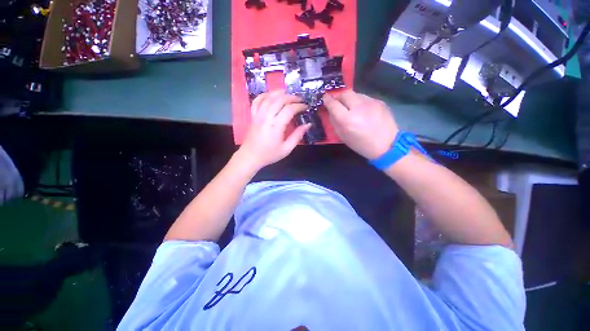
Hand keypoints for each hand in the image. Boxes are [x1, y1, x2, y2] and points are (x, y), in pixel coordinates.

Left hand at [237, 91, 310, 170]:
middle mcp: (266, 117)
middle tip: (299, 99)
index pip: (289, 110)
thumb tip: (308, 125)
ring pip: (268, 97)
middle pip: (279, 100)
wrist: (251, 157)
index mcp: (276, 126)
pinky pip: (257, 101)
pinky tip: (271, 95)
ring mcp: (258, 115)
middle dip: (291, 97)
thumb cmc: (269, 154)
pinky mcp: (253, 116)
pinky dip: (264, 95)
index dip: (299, 106)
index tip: (306, 107)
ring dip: (279, 93)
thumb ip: (297, 136)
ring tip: (288, 93)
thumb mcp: (286, 149)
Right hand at [324, 90, 398, 158]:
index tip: (325, 98)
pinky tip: (363, 111)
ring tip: (351, 108)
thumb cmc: (361, 145)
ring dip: (350, 99)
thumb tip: (331, 111)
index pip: (333, 104)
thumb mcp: (343, 137)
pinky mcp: (380, 101)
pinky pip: (365, 98)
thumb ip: (334, 122)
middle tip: (338, 102)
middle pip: (345, 93)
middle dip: (338, 96)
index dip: (327, 100)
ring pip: (356, 94)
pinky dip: (360, 103)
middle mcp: (358, 108)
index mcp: (347, 120)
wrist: (387, 145)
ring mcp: (371, 103)